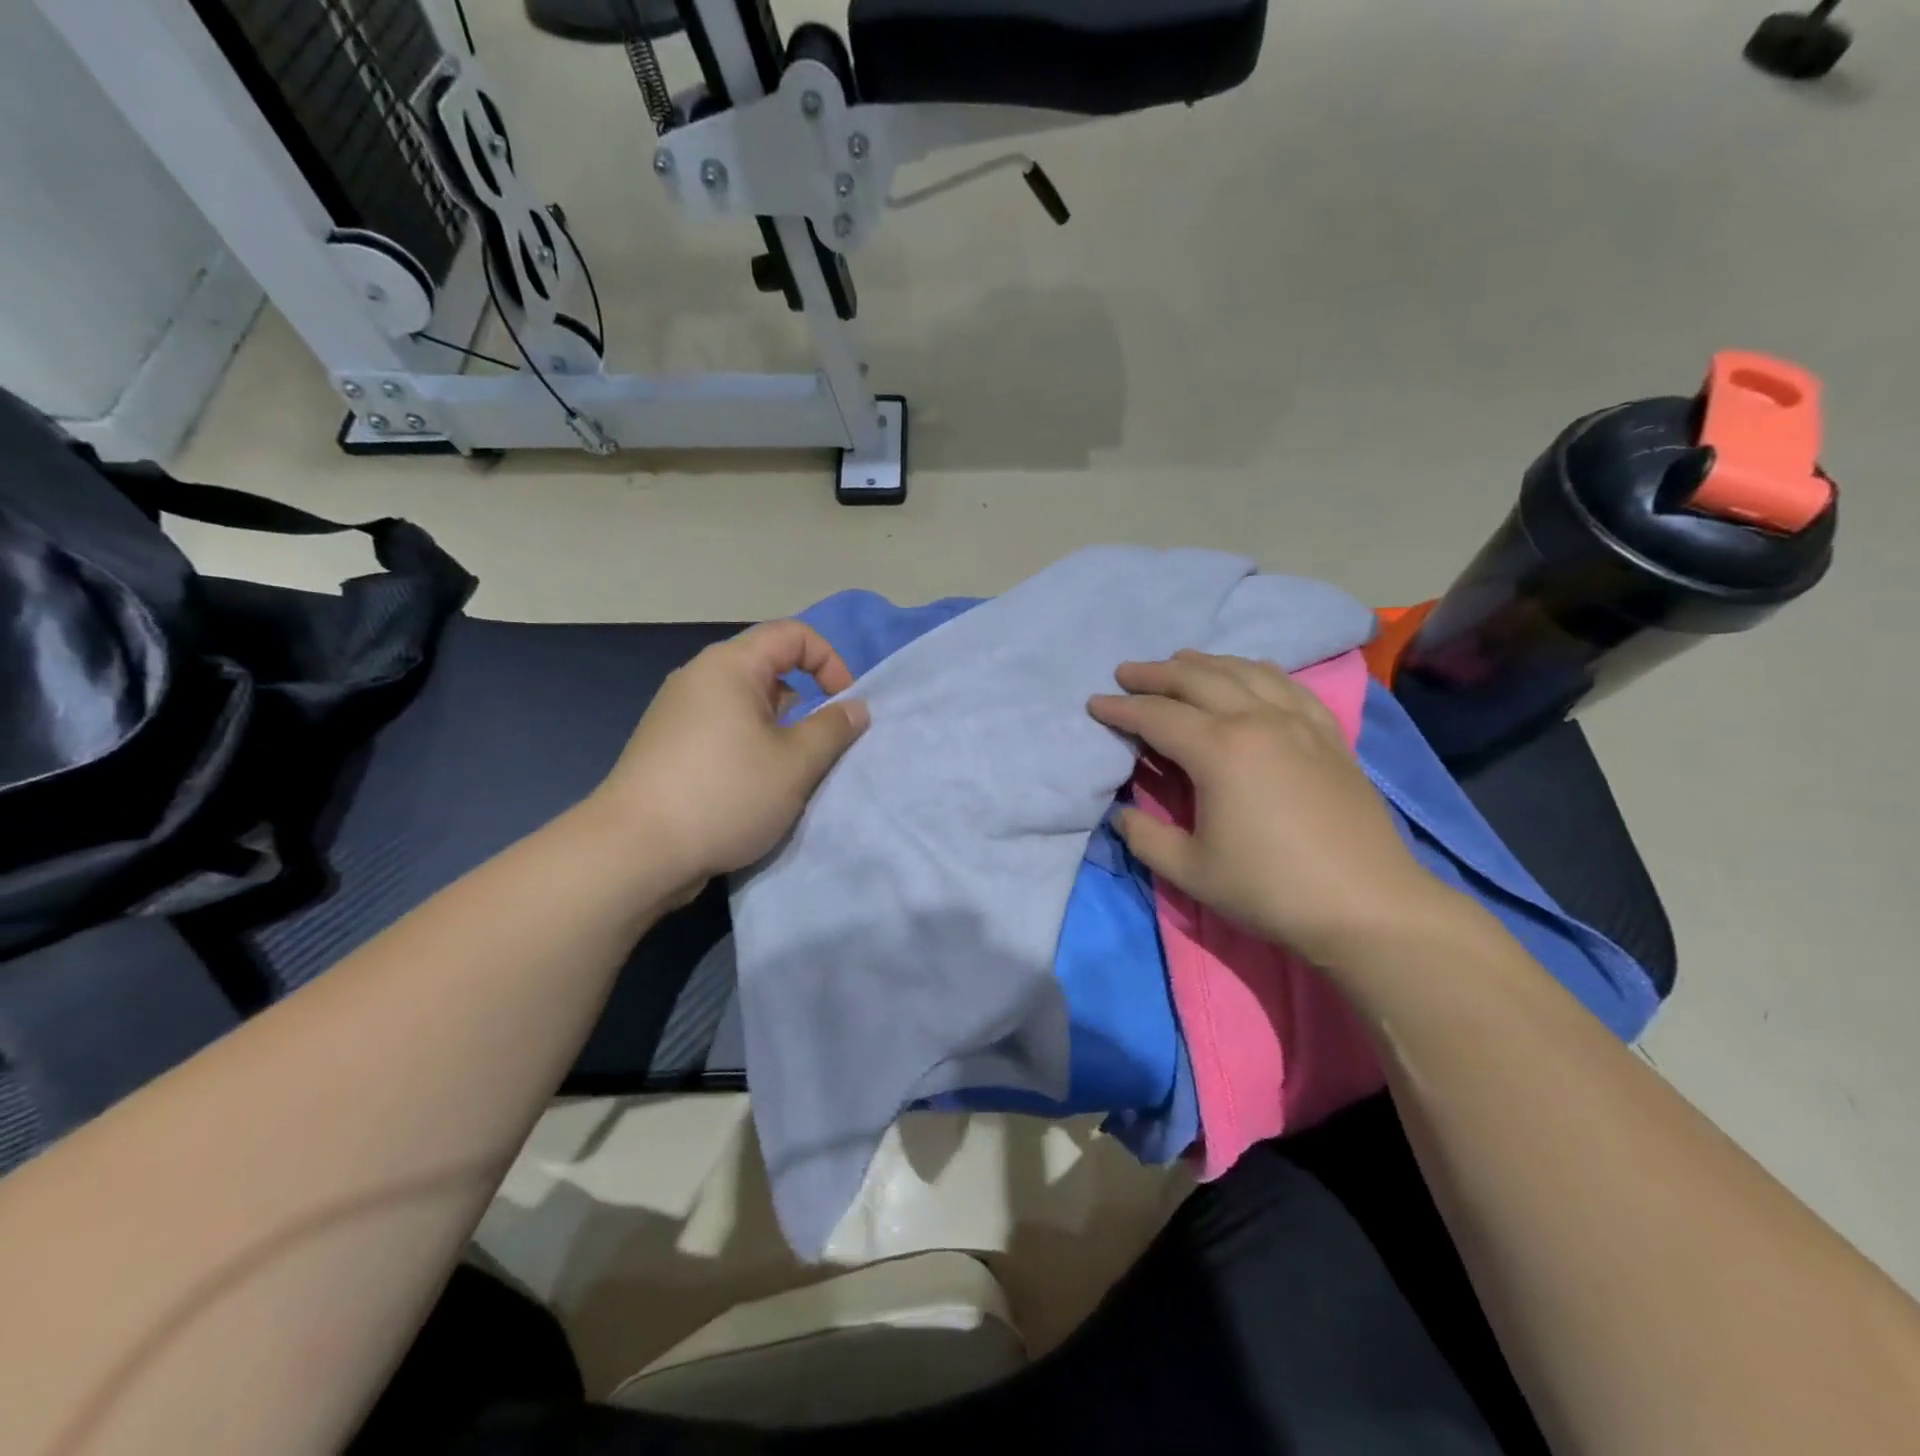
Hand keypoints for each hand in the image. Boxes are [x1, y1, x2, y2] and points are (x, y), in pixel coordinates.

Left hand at [593, 621, 869, 898]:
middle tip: (821, 745)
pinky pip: (723, 729)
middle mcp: (699, 678)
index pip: (792, 635)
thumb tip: (855, 708)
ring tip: (790, 772)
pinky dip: (750, 746)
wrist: (634, 851)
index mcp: (729, 666)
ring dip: (779, 729)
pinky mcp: (667, 747)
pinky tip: (753, 788)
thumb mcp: (795, 763)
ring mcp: (677, 713)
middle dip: (806, 700)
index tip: (845, 705)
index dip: (830, 661)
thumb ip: (833, 729)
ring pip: (745, 704)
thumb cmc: (725, 794)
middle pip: (767, 668)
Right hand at [1089, 651, 1451, 968]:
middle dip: (1155, 673)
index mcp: (1219, 750)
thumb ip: (1145, 836)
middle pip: (1198, 679)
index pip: (1156, 716)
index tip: (1095, 703)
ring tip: (1179, 662)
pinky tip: (1250, 673)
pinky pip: (1288, 685)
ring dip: (1205, 663)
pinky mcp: (1329, 735)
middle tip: (1126, 672)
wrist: (1368, 905)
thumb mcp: (1190, 870)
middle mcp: (1258, 720)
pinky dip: (1259, 671)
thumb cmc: (1270, 889)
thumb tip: (1122, 814)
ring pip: (1244, 672)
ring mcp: (1299, 722)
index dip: (1121, 709)